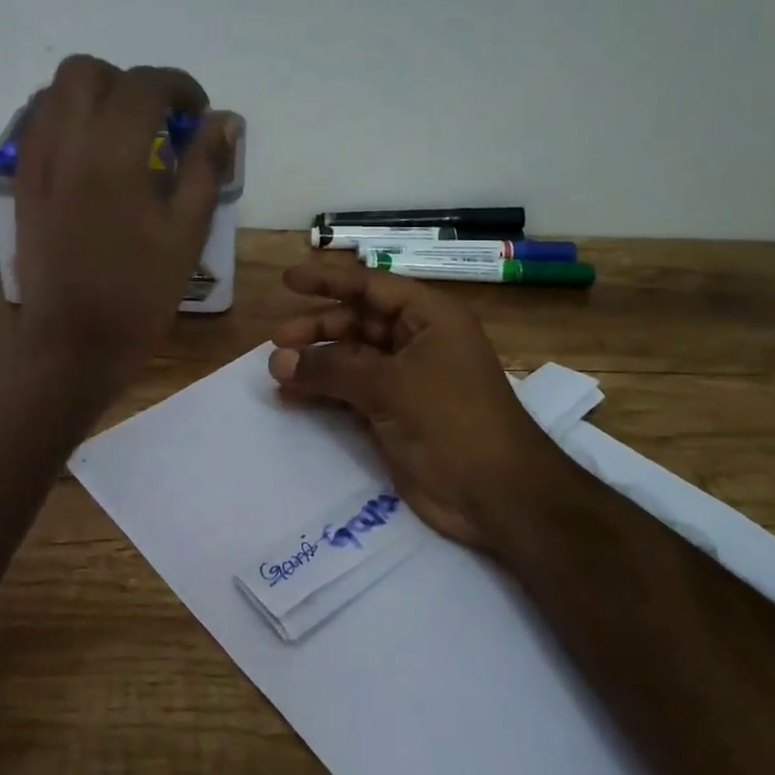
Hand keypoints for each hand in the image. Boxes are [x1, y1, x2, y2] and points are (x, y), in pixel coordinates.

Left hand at [14, 56, 236, 390]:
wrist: (74, 341)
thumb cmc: (140, 290)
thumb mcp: (187, 230)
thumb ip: (205, 166)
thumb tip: (223, 121)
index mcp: (113, 153)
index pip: (145, 85)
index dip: (180, 87)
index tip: (199, 113)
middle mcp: (66, 142)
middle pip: (87, 71)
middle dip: (128, 82)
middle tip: (157, 119)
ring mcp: (36, 161)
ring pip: (54, 92)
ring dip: (94, 96)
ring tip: (124, 134)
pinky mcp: (22, 183)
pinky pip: (36, 125)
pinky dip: (66, 120)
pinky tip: (92, 155)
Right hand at [268, 257, 557, 549]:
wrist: (496, 494)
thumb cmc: (451, 420)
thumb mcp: (390, 385)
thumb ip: (332, 369)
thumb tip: (278, 360)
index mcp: (429, 318)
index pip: (371, 287)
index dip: (328, 282)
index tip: (287, 281)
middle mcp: (418, 342)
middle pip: (359, 323)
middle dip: (319, 329)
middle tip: (277, 342)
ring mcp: (407, 380)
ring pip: (352, 360)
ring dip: (317, 364)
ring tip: (277, 373)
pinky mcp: (397, 415)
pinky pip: (352, 393)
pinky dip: (325, 393)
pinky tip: (293, 398)